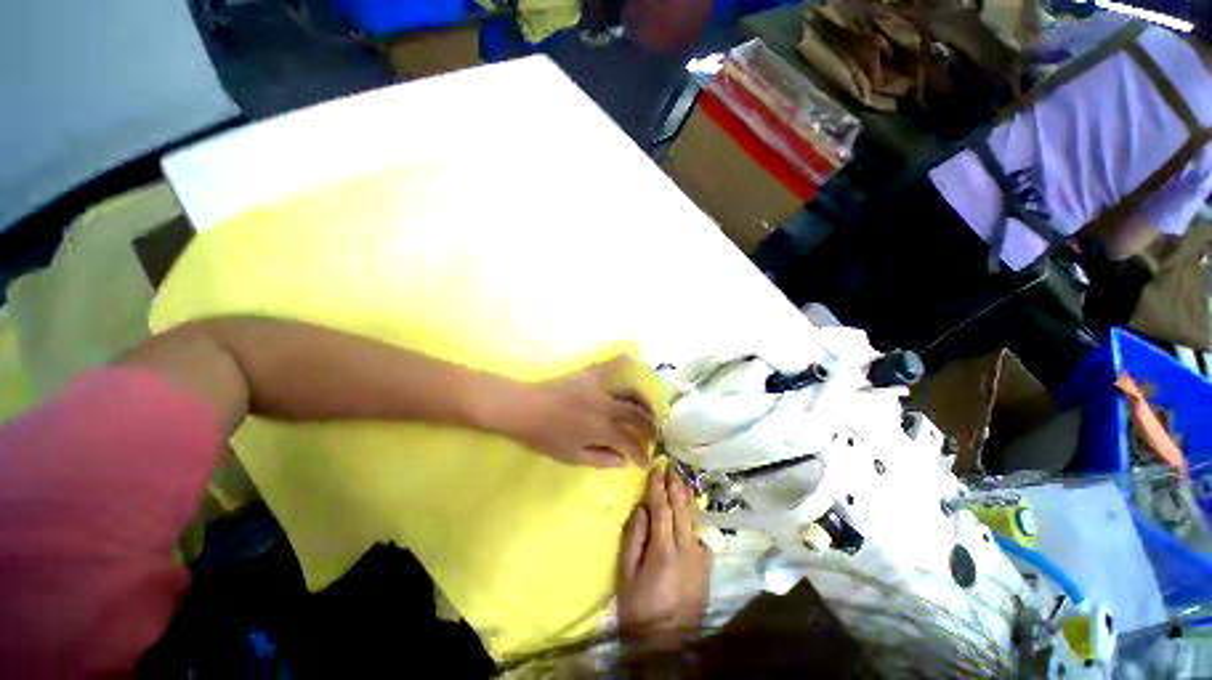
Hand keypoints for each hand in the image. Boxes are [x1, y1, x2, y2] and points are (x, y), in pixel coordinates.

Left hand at [503, 356, 656, 467]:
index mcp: (601, 429)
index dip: (641, 454)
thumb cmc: (545, 437)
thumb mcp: (572, 457)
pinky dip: (622, 363)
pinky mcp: (589, 375)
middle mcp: (606, 406)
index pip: (629, 443)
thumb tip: (624, 462)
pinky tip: (631, 361)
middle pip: (637, 415)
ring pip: (630, 391)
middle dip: (649, 427)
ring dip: (644, 401)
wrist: (524, 408)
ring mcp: (599, 388)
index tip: (646, 461)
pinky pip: (609, 365)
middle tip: (653, 435)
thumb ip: (601, 459)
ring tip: (648, 409)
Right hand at [617, 466, 712, 646]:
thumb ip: (634, 539)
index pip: (662, 510)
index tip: (656, 469)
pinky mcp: (707, 568)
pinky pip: (703, 535)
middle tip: (670, 469)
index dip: (658, 488)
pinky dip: (697, 517)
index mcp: (663, 552)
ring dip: (688, 498)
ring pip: (695, 520)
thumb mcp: (626, 575)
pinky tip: (694, 508)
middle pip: (682, 511)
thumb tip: (642, 508)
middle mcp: (686, 551)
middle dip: (675, 487)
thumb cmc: (639, 608)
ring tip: (682, 481)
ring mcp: (700, 559)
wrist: (666, 644)